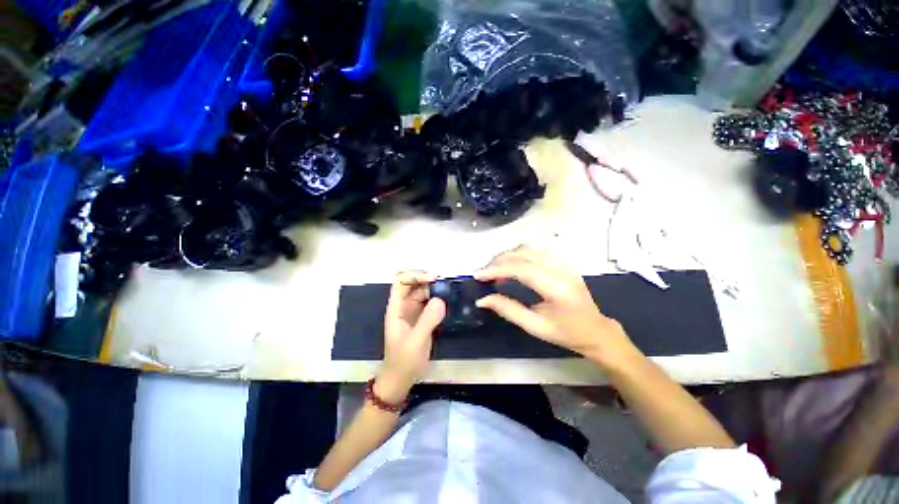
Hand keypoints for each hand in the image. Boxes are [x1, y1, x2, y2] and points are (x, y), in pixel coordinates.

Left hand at [377, 271, 445, 402]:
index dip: (415, 276)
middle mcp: (404, 306)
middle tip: (445, 283)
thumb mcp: (416, 341)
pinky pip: (430, 301)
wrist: (401, 379)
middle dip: (427, 279)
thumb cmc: (404, 361)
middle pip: (413, 283)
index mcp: (396, 308)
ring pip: (423, 291)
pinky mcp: (422, 318)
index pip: (401, 281)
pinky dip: (438, 297)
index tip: (433, 280)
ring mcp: (413, 311)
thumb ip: (427, 320)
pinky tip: (449, 300)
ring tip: (450, 290)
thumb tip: (441, 299)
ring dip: (435, 288)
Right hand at [474, 246, 635, 362]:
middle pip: (524, 254)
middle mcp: (561, 269)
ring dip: (508, 255)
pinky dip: (518, 255)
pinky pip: (536, 251)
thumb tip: (483, 299)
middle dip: (499, 261)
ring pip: (529, 248)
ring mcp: (564, 263)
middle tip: (483, 273)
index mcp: (557, 288)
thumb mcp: (535, 327)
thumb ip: (508, 310)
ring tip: (494, 269)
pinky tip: (510, 265)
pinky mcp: (563, 262)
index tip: (478, 275)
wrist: (597, 331)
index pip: (522, 269)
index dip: (497, 269)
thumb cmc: (567, 333)